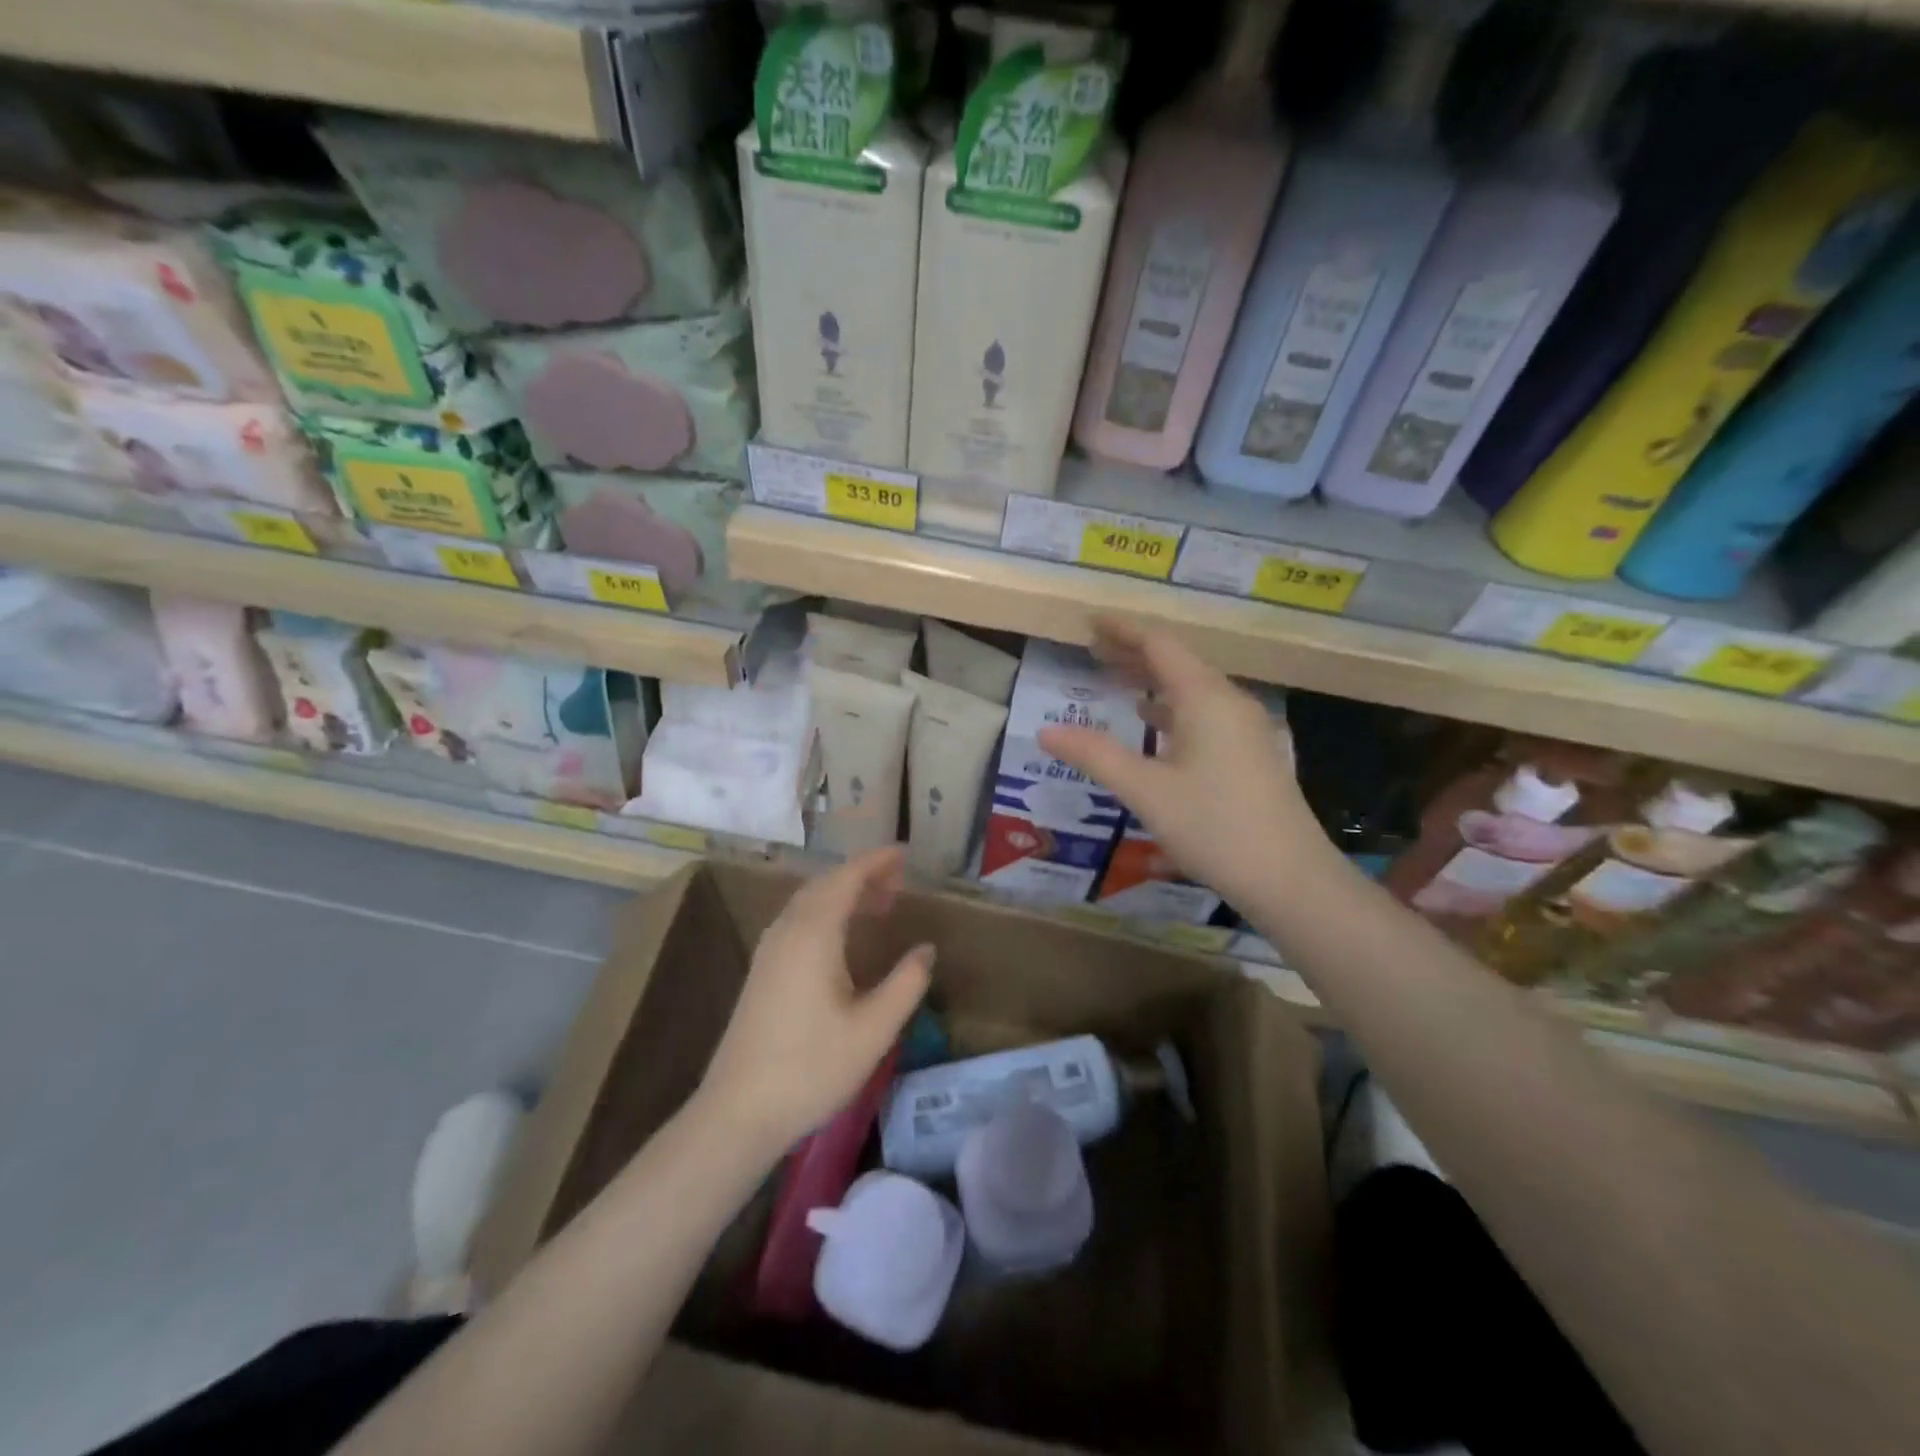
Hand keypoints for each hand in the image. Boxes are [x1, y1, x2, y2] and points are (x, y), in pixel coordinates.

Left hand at [697, 847, 932, 1156]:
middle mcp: (787, 930)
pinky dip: (826, 911)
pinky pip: (798, 920)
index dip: (876, 862)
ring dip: (843, 893)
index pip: (846, 878)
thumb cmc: (811, 1068)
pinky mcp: (762, 970)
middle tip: (899, 881)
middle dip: (862, 874)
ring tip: (879, 903)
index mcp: (814, 934)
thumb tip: (925, 949)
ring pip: (809, 902)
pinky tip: (842, 936)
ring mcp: (769, 950)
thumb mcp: (873, 1029)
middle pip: (826, 884)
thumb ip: (906, 983)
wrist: (738, 1112)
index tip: (904, 854)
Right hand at [1037, 618, 1323, 907]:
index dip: (1122, 631)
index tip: (1090, 623)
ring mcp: (1244, 728)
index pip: (1159, 645)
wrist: (1289, 877)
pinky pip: (1203, 713)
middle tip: (1092, 649)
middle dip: (1133, 653)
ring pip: (1191, 689)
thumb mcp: (1145, 790)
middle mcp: (1228, 702)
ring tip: (1114, 679)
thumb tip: (1045, 732)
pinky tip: (1152, 721)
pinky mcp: (1249, 753)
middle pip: (1176, 662)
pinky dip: (1171, 708)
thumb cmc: (1213, 826)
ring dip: (1152, 680)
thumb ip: (1095, 755)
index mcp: (1205, 698)